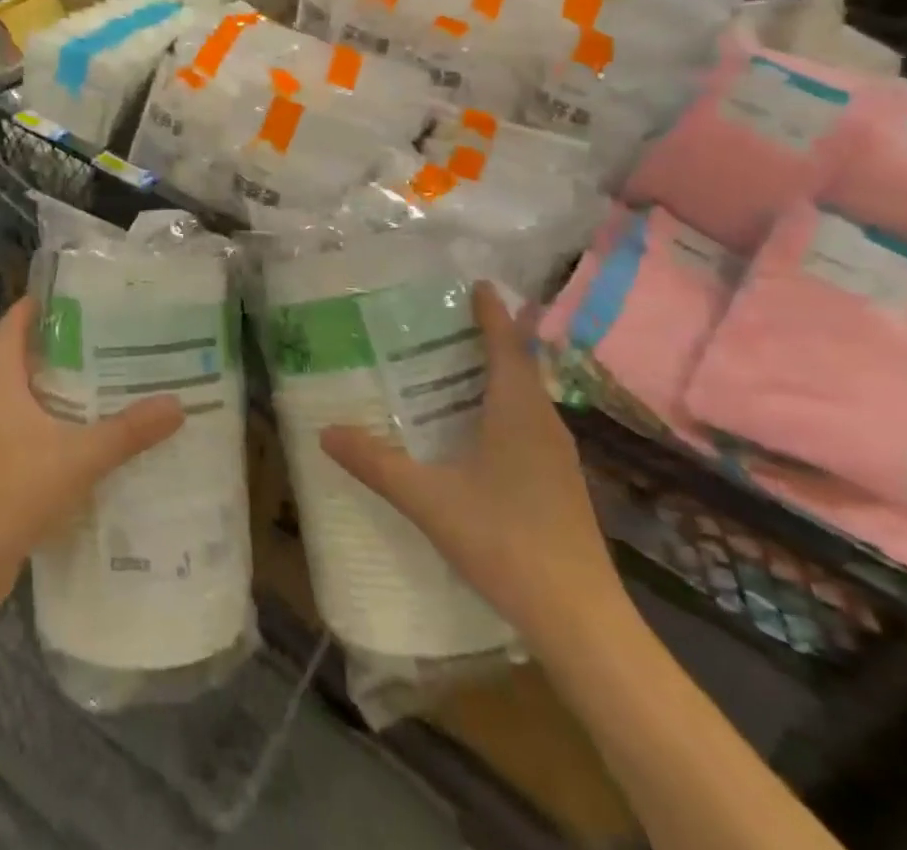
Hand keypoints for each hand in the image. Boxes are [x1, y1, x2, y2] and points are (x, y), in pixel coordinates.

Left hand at [0, 296, 184, 594]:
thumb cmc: (13, 490)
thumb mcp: (78, 457)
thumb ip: (127, 432)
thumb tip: (176, 403)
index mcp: (4, 386)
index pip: (11, 329)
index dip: (31, 306)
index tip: (66, 293)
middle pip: (26, 362)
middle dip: (63, 348)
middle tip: (108, 337)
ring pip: (33, 402)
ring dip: (65, 391)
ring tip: (111, 383)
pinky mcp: (5, 472)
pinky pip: (37, 436)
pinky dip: (63, 430)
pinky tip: (96, 442)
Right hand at [320, 282, 621, 644]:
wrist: (581, 622)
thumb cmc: (507, 542)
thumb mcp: (429, 499)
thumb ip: (376, 463)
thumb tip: (326, 431)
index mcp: (518, 412)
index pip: (505, 345)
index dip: (491, 313)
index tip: (476, 283)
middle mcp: (543, 424)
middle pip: (516, 366)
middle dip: (486, 339)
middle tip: (442, 323)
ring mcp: (556, 456)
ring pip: (524, 398)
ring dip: (494, 375)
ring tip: (450, 368)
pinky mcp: (559, 484)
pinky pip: (527, 425)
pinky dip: (500, 408)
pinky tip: (472, 430)